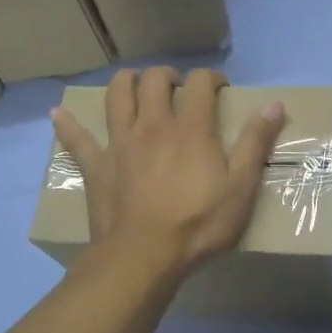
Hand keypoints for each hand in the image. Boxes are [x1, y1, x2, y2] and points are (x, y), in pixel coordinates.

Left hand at [51, 67, 284, 278]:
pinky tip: (57, 115)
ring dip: (126, 83)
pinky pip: (77, 140)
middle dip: (167, 75)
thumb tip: (274, 104)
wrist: (144, 256)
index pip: (200, 85)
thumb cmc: (198, 224)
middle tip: (177, 87)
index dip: (212, 78)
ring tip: (135, 85)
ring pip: (116, 96)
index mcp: (190, 129)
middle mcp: (153, 126)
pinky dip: (68, 125)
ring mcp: (120, 144)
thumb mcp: (241, 187)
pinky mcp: (96, 166)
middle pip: (154, 81)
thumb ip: (256, 143)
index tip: (220, 88)